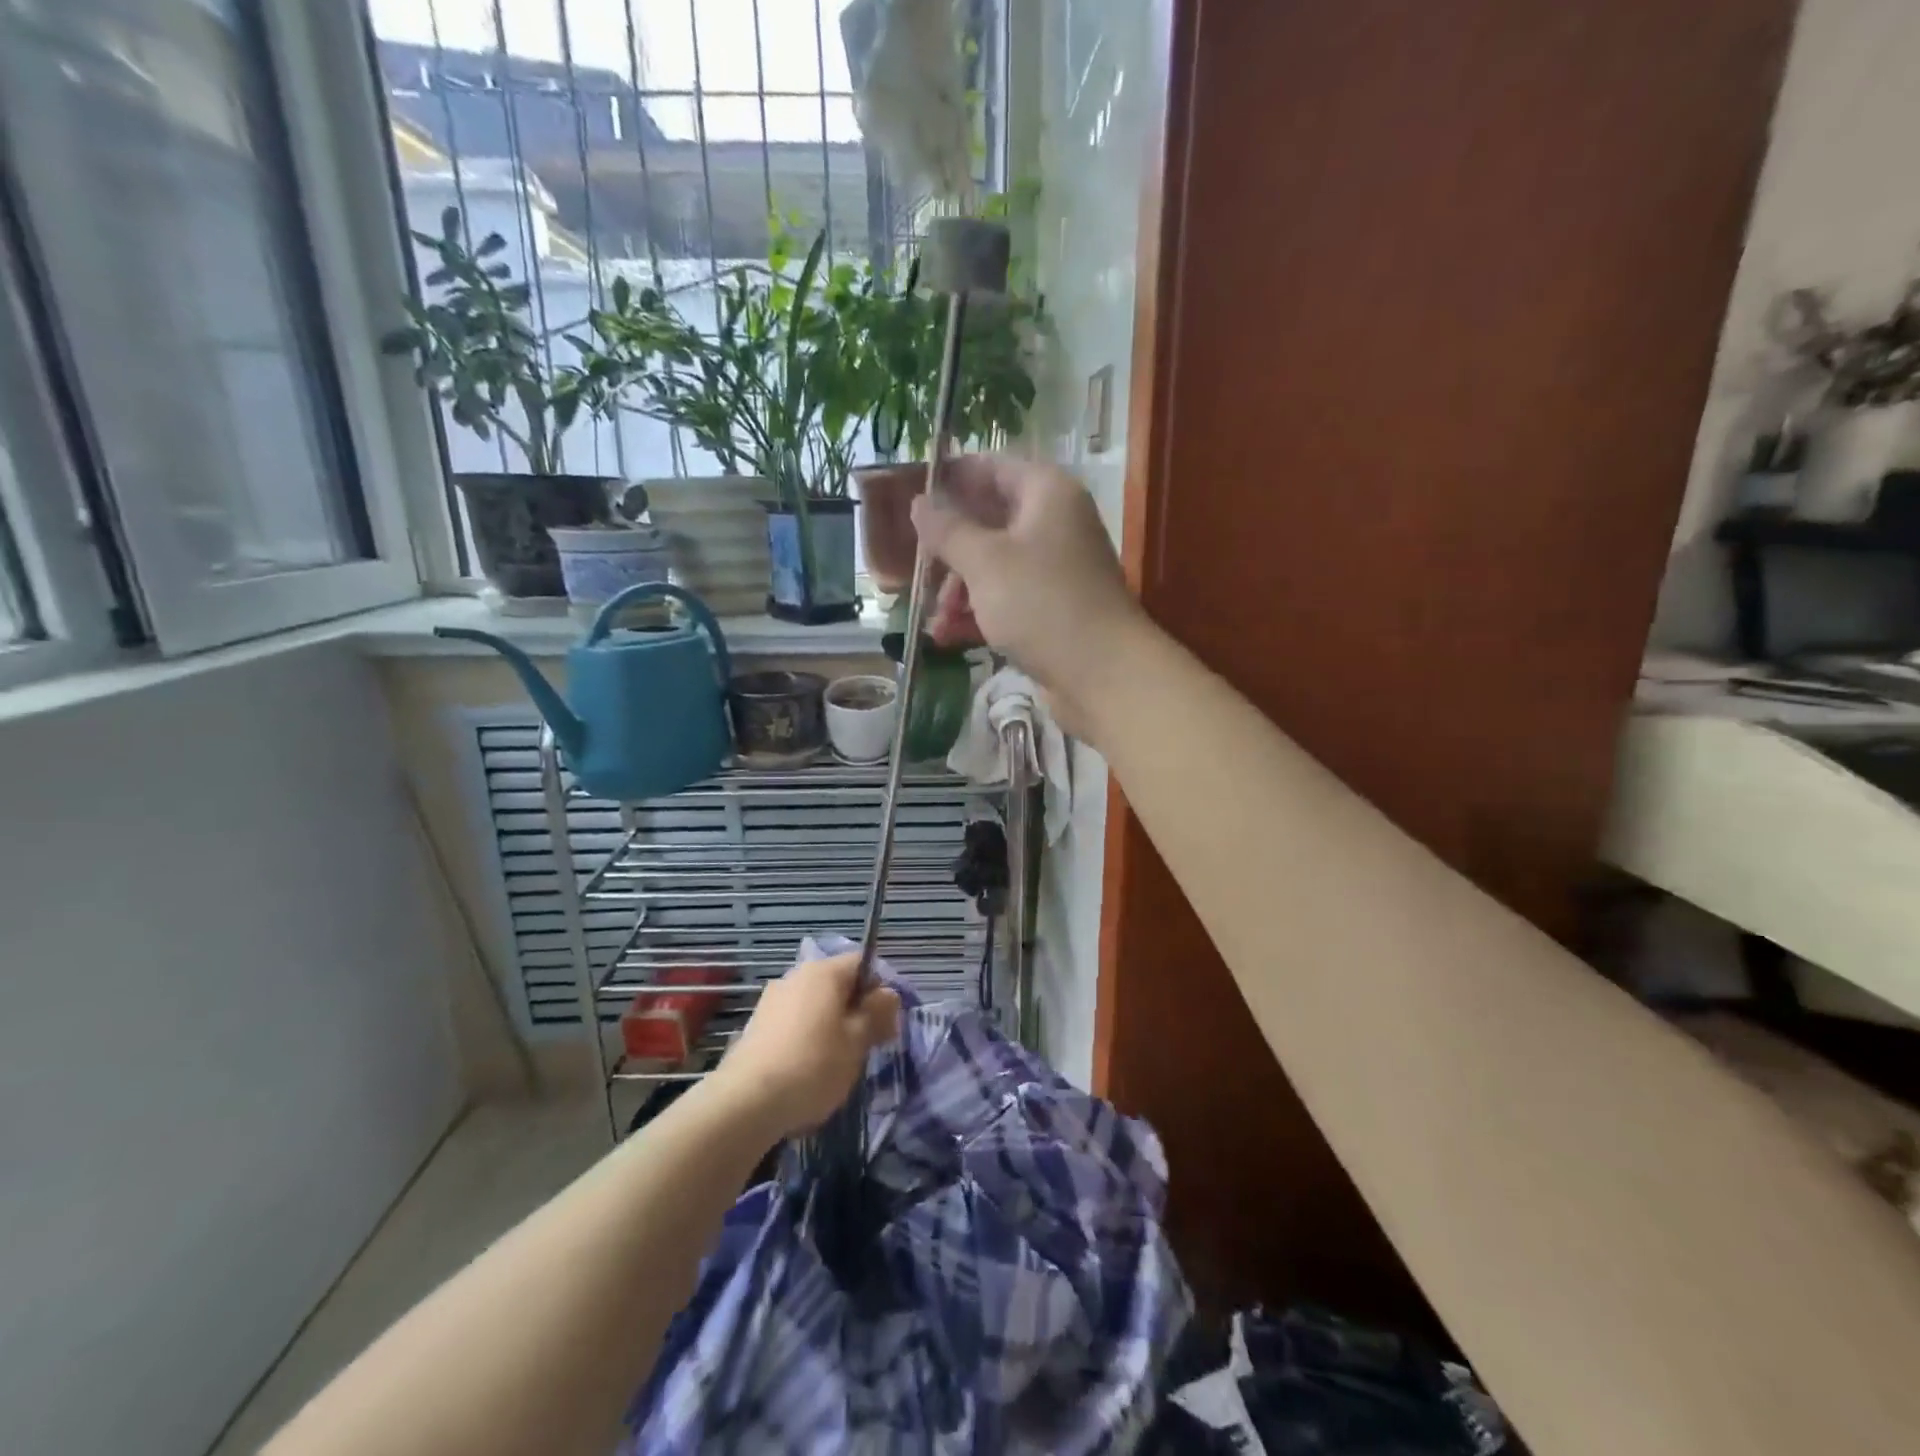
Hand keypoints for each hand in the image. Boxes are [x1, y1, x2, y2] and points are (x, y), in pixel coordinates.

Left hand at [712, 952, 900, 1139]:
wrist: (745, 1103)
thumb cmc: (813, 1065)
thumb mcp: (857, 1041)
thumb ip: (877, 1013)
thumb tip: (888, 994)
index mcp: (823, 972)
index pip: (862, 963)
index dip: (880, 988)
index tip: (887, 1022)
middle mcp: (795, 976)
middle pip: (838, 985)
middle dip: (857, 1010)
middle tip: (868, 1046)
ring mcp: (772, 1000)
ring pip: (816, 1006)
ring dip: (833, 1026)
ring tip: (838, 1063)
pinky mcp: (757, 1026)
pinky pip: (795, 1023)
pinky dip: (808, 1039)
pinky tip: (808, 1071)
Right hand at [911, 456, 1149, 737]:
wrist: (1104, 674)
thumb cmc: (1042, 604)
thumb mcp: (985, 562)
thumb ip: (948, 530)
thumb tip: (920, 502)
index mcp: (1046, 494)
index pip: (992, 468)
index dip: (951, 478)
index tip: (910, 496)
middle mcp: (1054, 524)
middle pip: (989, 521)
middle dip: (948, 549)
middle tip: (915, 568)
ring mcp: (1055, 570)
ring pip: (993, 566)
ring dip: (958, 590)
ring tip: (935, 619)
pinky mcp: (1052, 610)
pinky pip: (1006, 600)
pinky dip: (978, 613)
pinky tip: (947, 636)